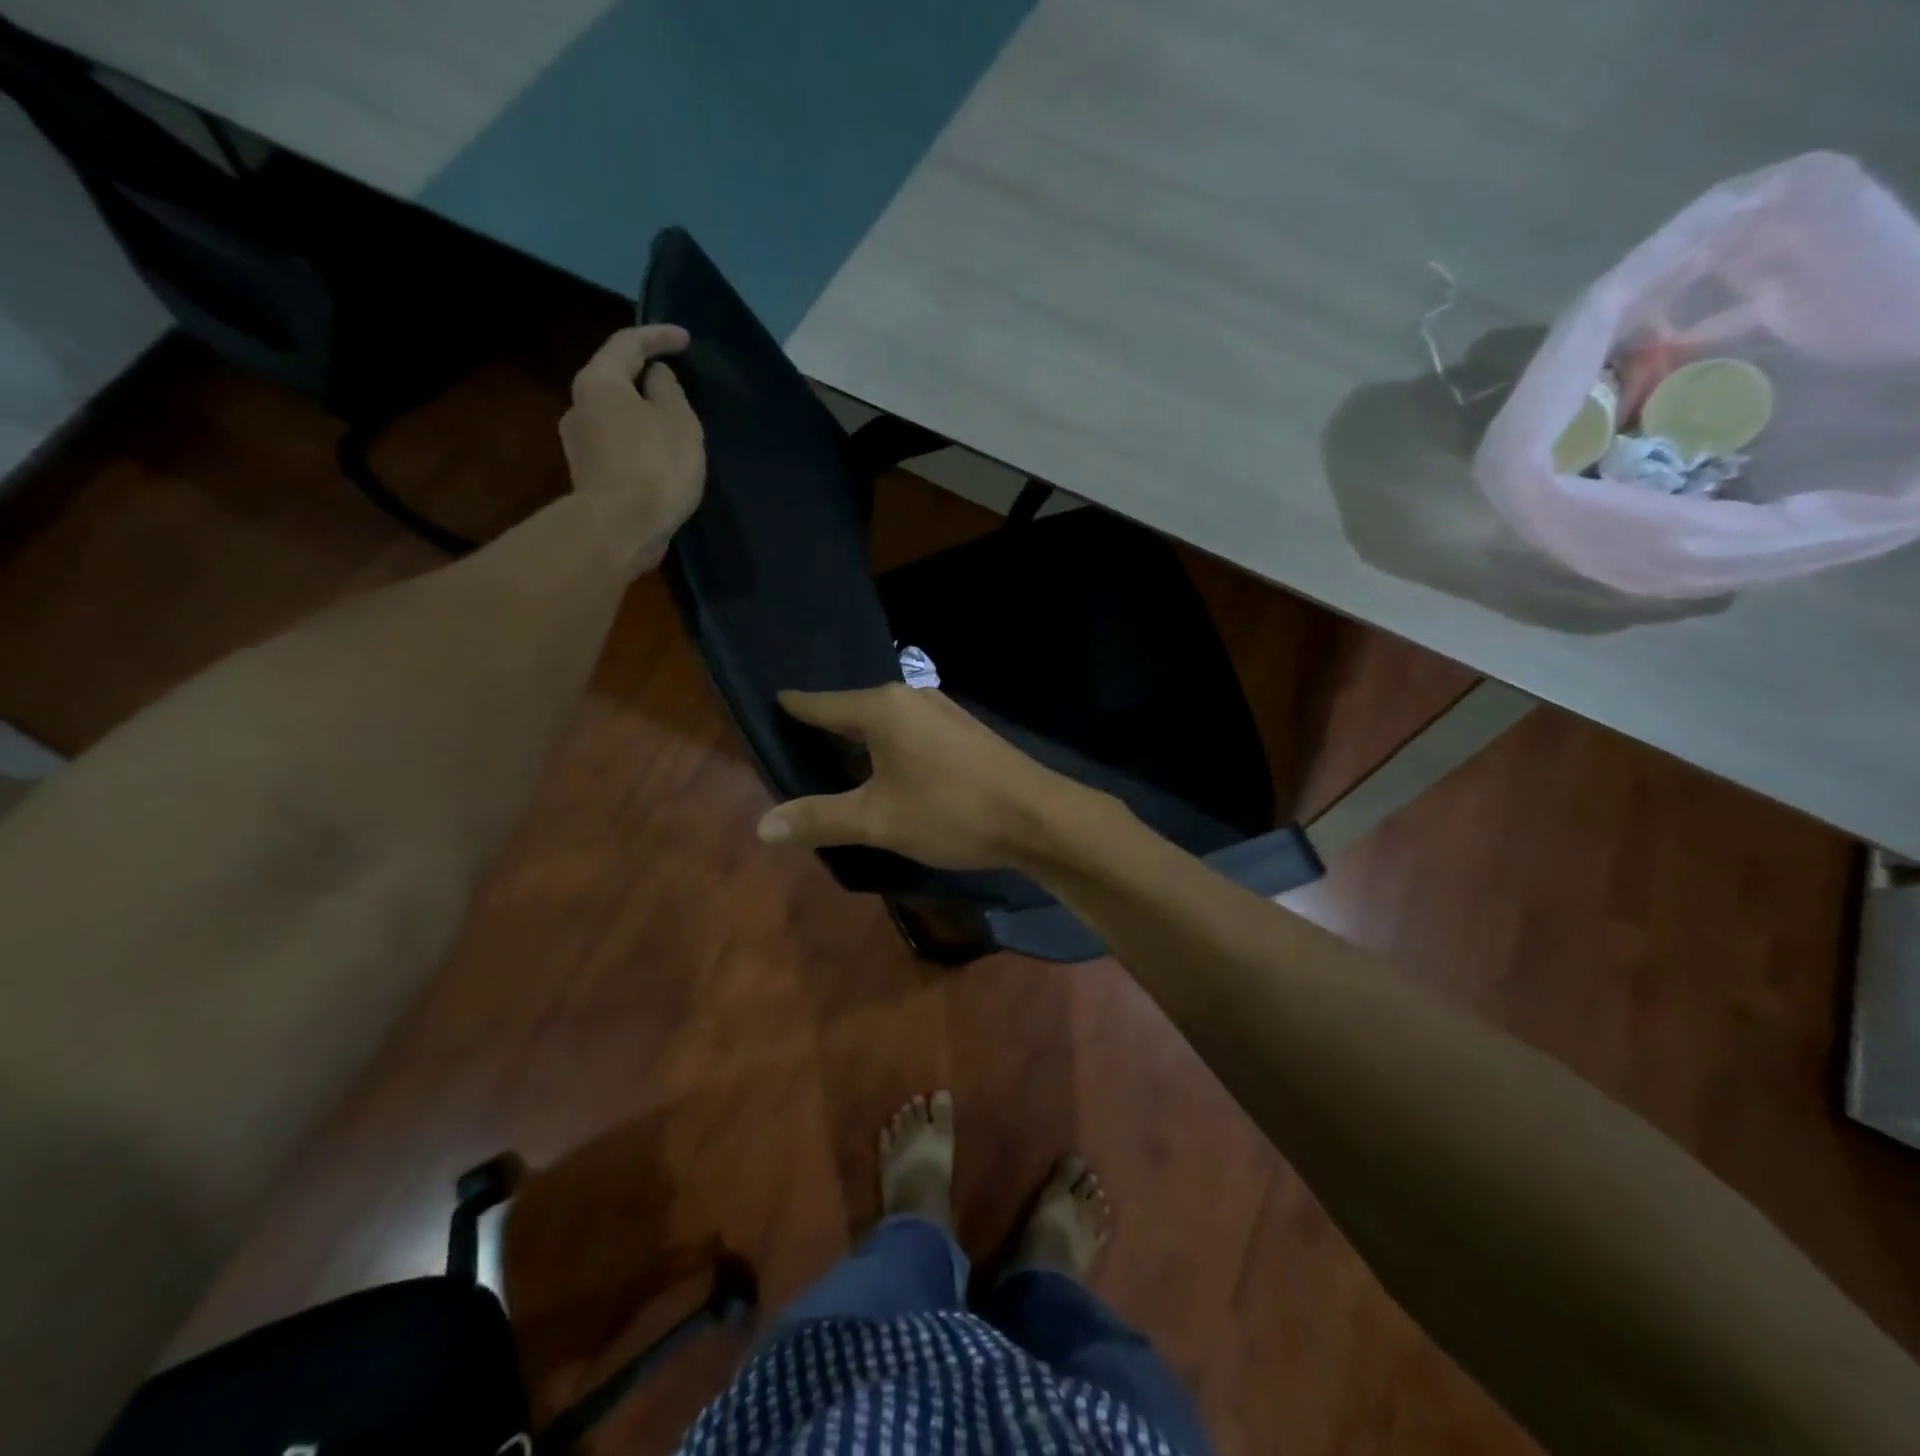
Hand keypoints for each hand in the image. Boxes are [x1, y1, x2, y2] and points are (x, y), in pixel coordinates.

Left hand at [559, 324, 705, 572]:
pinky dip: (639, 445)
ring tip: (673, 429)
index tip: (684, 339)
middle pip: (615, 381)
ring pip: (616, 417)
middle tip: (678, 386)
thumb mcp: (678, 421)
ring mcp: (579, 445)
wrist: (621, 529)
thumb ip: (669, 390)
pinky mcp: (590, 477)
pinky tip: (660, 460)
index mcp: (599, 382)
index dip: (658, 336)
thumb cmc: (654, 466)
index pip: (628, 344)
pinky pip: (618, 448)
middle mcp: (579, 406)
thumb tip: (655, 377)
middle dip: (646, 379)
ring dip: (643, 417)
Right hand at [754, 684, 1100, 871]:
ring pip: (885, 721)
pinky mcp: (963, 730)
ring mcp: (942, 710)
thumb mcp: (878, 820)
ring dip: (860, 738)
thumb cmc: (951, 811)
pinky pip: (910, 730)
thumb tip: (762, 826)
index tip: (770, 703)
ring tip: (834, 757)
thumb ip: (820, 818)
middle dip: (825, 727)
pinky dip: (889, 745)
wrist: (1037, 817)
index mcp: (882, 708)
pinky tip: (887, 767)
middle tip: (793, 743)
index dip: (793, 708)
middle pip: (853, 710)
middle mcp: (910, 697)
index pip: (821, 704)